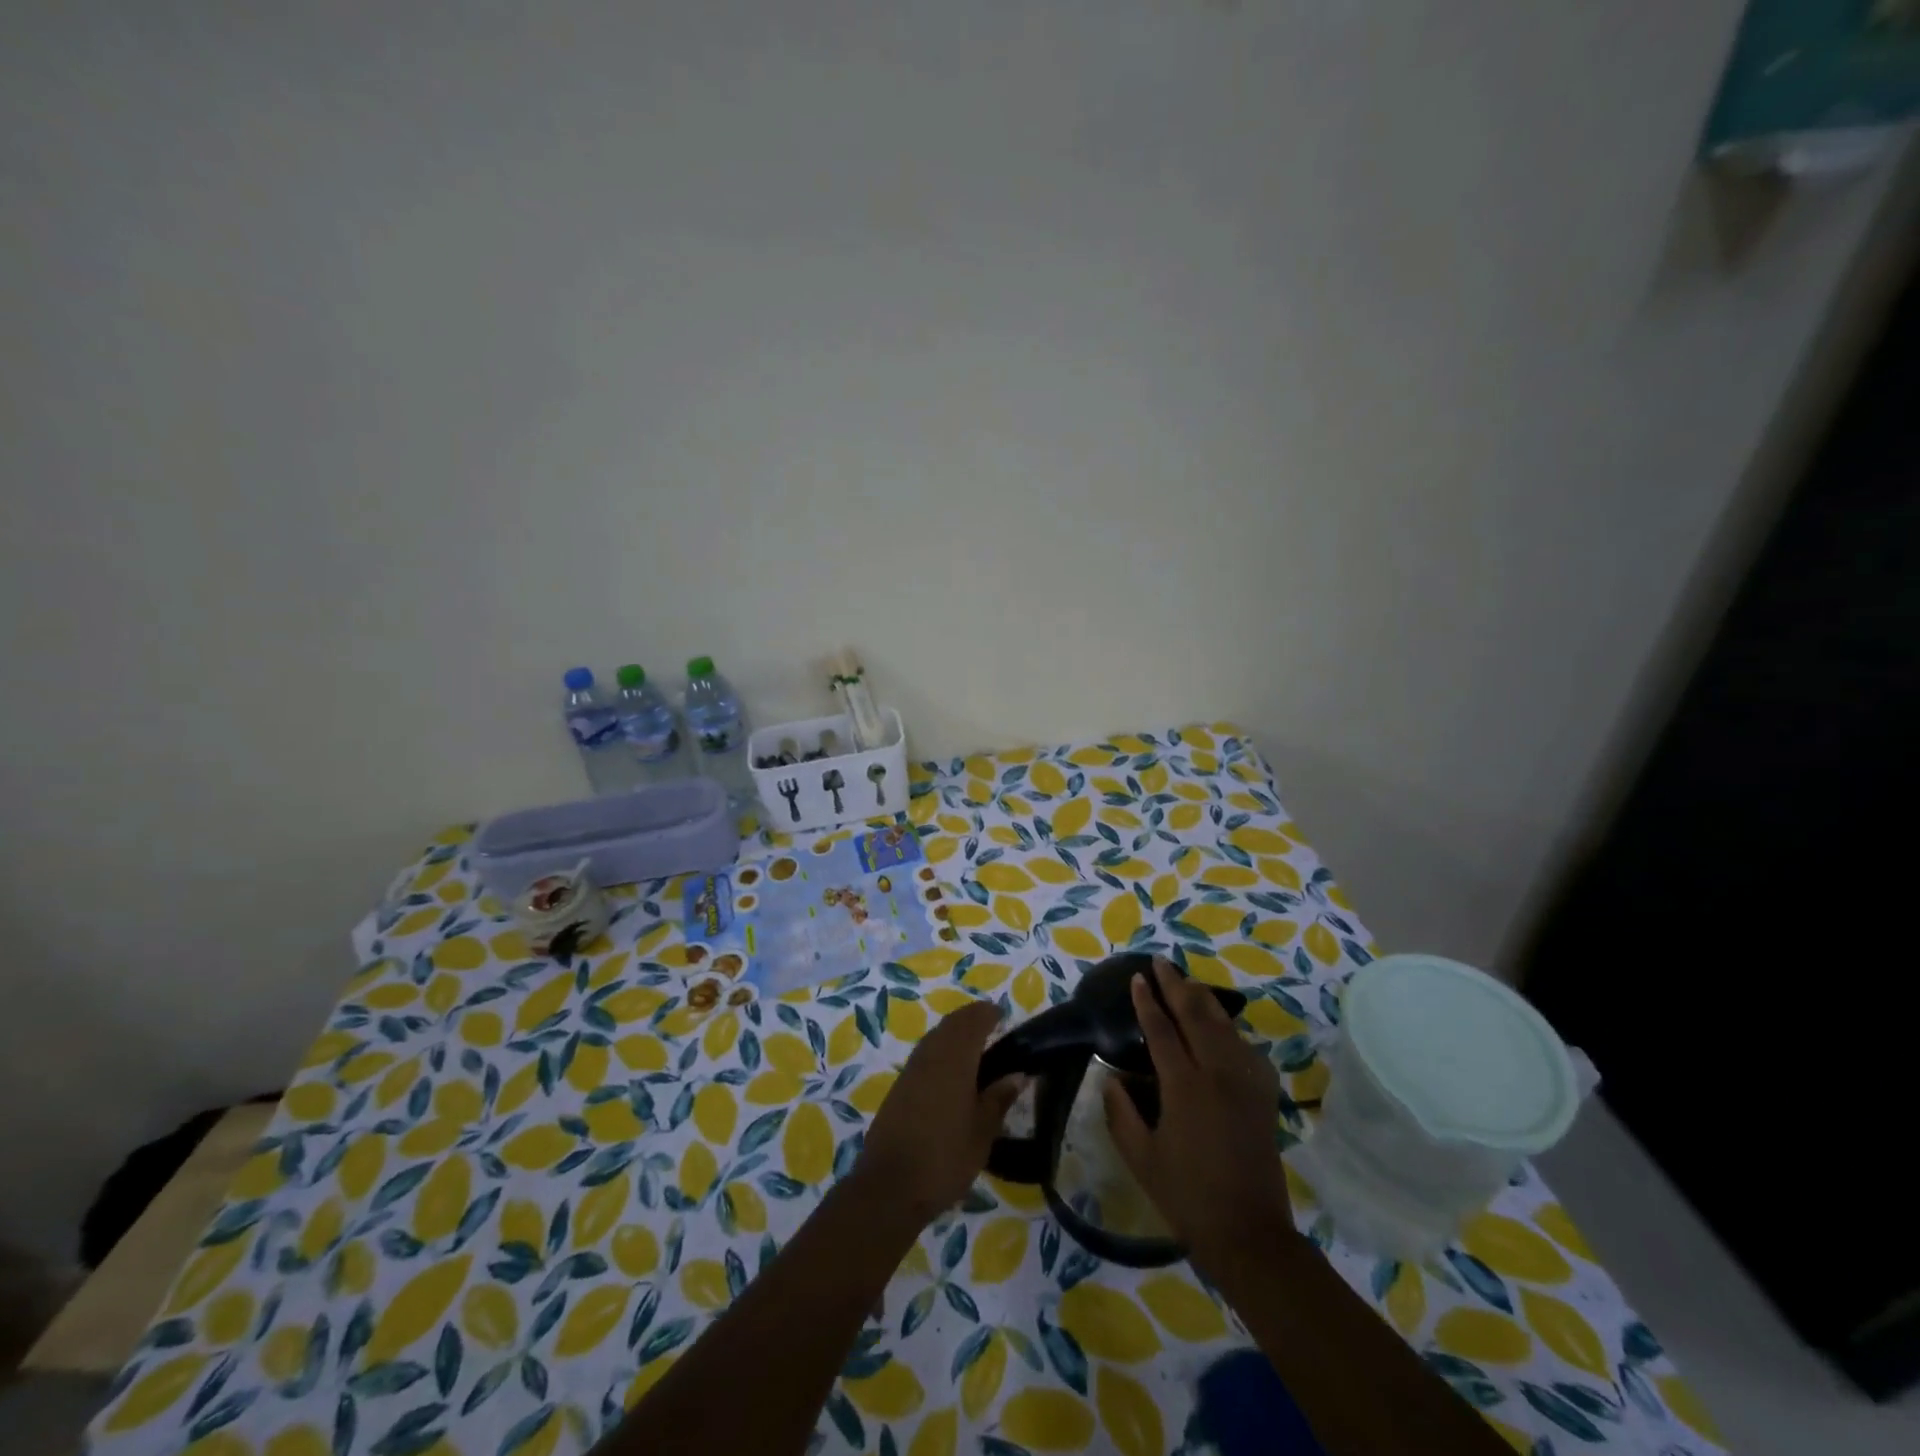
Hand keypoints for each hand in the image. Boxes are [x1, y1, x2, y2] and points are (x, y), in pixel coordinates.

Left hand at [853, 999, 1023, 1225]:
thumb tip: (1017, 1074)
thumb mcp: (982, 1132)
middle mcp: (930, 1055)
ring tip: (974, 1045)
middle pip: (951, 1024)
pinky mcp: (899, 1087)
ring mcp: (911, 1070)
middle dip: (970, 1019)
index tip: (1002, 1015)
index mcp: (954, 1059)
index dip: (987, 1014)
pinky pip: (924, 1054)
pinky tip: (949, 1070)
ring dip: (953, 1032)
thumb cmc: (945, 1157)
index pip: (972, 1022)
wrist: (889, 1186)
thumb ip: (998, 1099)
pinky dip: (940, 1049)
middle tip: (990, 1025)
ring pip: (935, 1037)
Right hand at [1103, 957, 1294, 1272]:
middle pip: (1196, 1015)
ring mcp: (1245, 1082)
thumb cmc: (1187, 1196)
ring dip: (1203, 999)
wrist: (1249, 1232)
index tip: (1136, 978)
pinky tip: (1222, 1027)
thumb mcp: (1140, 1158)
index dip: (1146, 1002)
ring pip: (1224, 1025)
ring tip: (1187, 982)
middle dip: (1175, 985)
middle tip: (1160, 962)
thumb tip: (1110, 1077)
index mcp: (1184, 1087)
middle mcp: (1217, 1074)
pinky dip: (1229, 1029)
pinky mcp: (1263, 1095)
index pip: (1161, 1030)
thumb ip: (1120, 1113)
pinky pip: (1246, 1048)